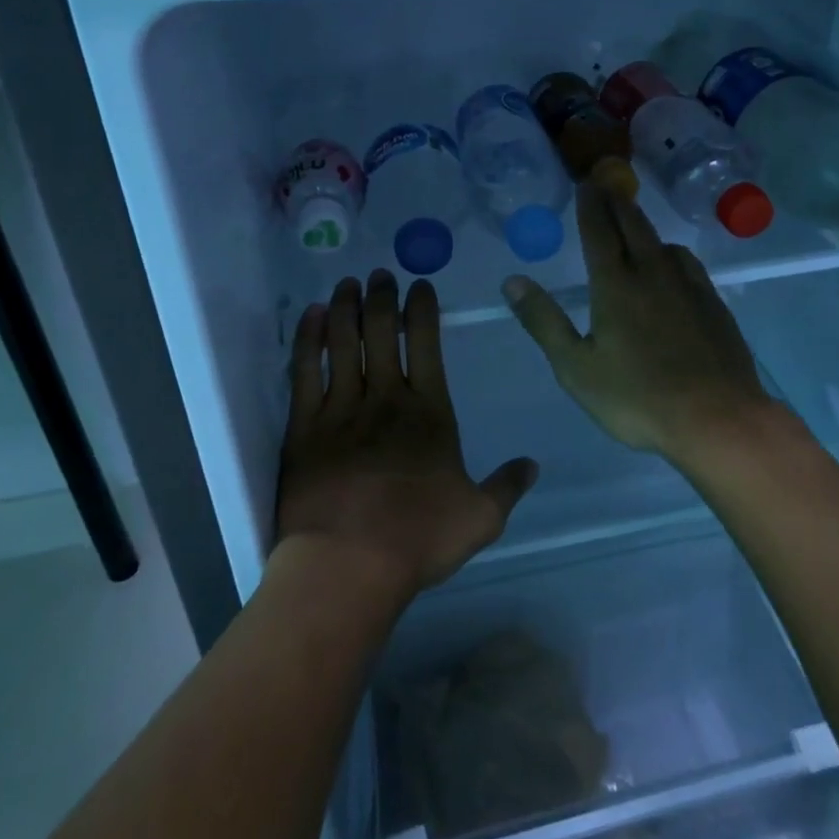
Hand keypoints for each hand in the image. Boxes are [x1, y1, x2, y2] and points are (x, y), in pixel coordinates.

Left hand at [277, 271, 537, 601]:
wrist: (348, 564)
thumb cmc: (418, 538)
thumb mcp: (481, 517)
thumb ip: (507, 486)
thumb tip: (533, 465)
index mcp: (429, 411)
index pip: (426, 344)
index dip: (423, 309)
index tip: (419, 285)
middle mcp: (385, 398)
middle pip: (382, 332)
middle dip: (382, 297)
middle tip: (380, 274)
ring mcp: (341, 410)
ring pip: (344, 343)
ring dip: (347, 308)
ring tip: (349, 283)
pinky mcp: (304, 428)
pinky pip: (305, 371)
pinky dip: (309, 339)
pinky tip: (313, 316)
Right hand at [503, 183, 777, 461]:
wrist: (717, 418)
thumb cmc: (637, 398)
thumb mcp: (575, 367)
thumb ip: (544, 321)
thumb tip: (512, 281)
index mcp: (616, 286)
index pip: (599, 232)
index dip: (590, 206)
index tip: (585, 184)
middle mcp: (653, 275)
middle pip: (634, 227)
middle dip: (617, 203)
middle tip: (607, 185)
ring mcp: (689, 287)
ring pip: (664, 243)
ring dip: (645, 226)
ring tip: (636, 225)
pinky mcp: (714, 304)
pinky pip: (688, 264)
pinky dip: (672, 253)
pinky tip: (673, 266)